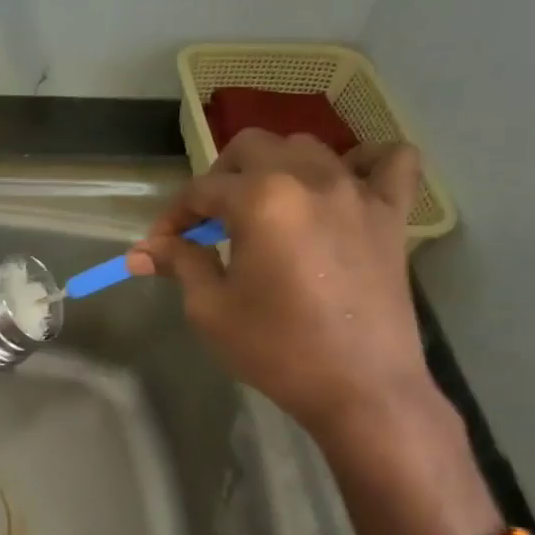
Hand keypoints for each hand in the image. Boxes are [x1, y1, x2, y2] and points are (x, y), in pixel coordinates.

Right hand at [126, 131, 433, 440]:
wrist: (359, 387)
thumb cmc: (275, 349)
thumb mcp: (211, 309)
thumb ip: (179, 264)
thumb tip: (141, 251)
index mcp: (260, 200)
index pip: (201, 189)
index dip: (172, 216)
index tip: (159, 247)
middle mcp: (310, 179)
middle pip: (251, 148)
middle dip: (219, 178)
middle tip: (208, 222)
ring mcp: (358, 191)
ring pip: (308, 147)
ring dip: (274, 168)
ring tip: (263, 208)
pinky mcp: (393, 214)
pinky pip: (389, 161)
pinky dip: (363, 162)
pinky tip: (342, 186)